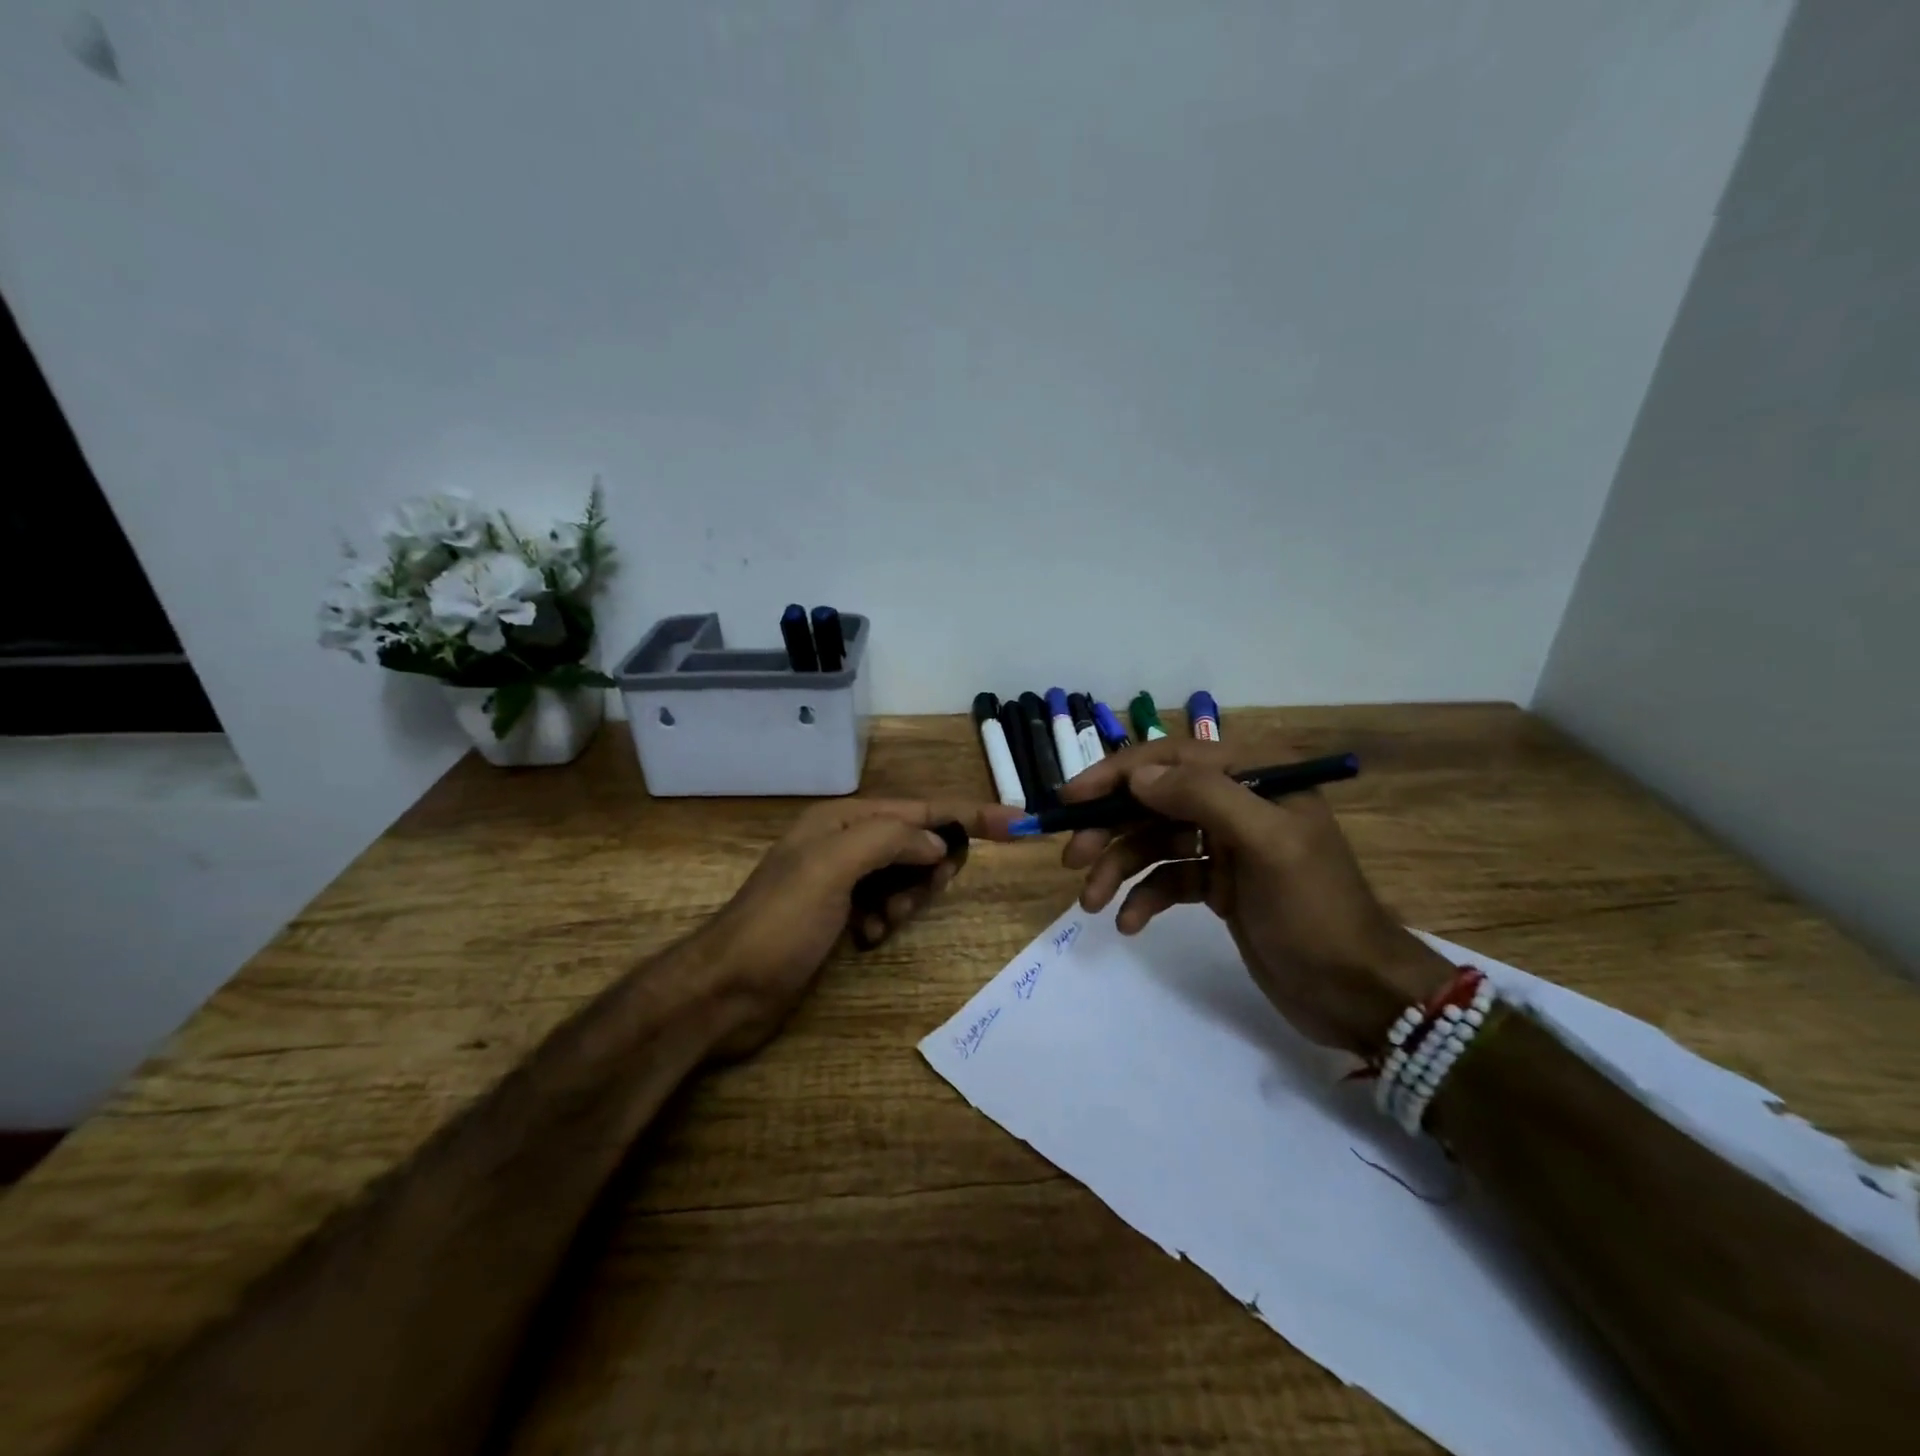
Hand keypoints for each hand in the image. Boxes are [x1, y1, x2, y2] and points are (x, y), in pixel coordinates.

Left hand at [699, 797, 1020, 1057]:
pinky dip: (888, 918)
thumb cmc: (778, 923)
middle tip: (921, 894)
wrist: (726, 990)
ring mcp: (842, 879)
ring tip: (882, 923)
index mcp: (843, 819)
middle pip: (918, 841)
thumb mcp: (831, 867)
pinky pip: (887, 904)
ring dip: (908, 898)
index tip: (1018, 823)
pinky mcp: (840, 913)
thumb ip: (889, 840)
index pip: (922, 809)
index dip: (970, 814)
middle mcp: (845, 841)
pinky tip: (868, 938)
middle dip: (930, 867)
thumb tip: (938, 843)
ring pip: (906, 875)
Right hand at [1061, 740, 1451, 1054]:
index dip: (1117, 774)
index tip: (1071, 799)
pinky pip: (1167, 880)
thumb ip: (1204, 797)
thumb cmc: (1317, 912)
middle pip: (1155, 801)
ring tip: (1090, 902)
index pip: (1172, 758)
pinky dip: (1144, 897)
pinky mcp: (1218, 885)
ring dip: (1119, 868)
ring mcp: (1226, 846)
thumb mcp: (1268, 845)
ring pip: (1154, 843)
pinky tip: (1130, 923)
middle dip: (1110, 828)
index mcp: (1256, 777)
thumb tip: (1137, 776)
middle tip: (1072, 858)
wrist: (1357, 993)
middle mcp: (1237, 803)